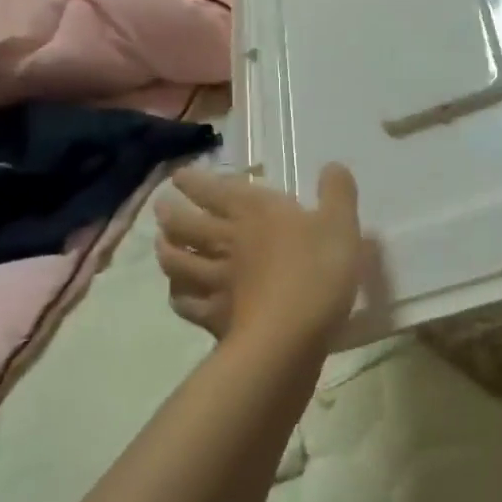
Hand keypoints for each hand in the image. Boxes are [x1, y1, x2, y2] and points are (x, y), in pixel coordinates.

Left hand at [155, 163, 363, 351]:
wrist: (290, 334)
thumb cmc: (318, 270)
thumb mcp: (341, 224)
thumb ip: (337, 192)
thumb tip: (332, 166)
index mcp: (256, 212)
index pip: (216, 191)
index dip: (195, 182)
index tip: (178, 176)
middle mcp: (228, 240)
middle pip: (188, 224)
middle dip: (171, 212)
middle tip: (160, 206)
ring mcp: (216, 280)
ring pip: (178, 261)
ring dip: (166, 250)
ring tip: (161, 244)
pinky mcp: (214, 316)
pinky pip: (186, 302)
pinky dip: (178, 295)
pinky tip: (177, 294)